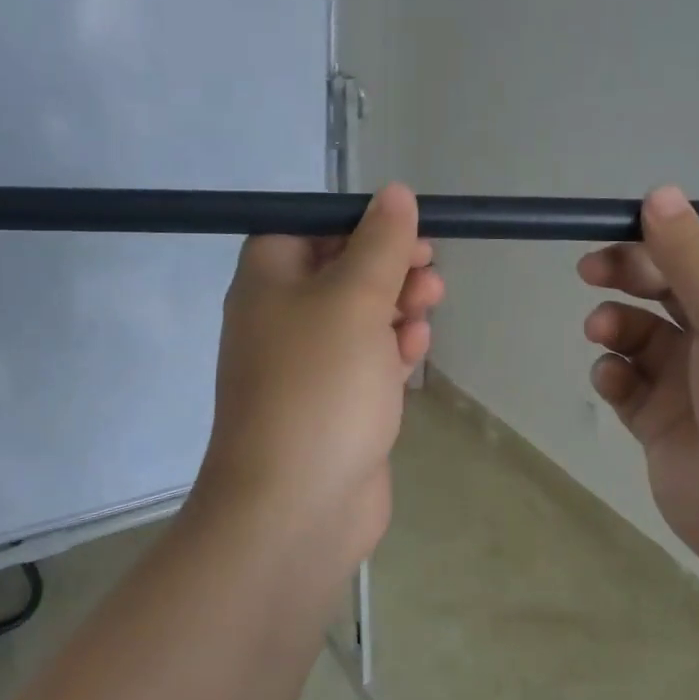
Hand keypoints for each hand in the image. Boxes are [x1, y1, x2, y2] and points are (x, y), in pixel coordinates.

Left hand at [193, 183, 443, 574]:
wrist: (296, 506)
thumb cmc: (320, 387)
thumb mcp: (354, 300)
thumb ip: (379, 244)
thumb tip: (394, 193)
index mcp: (268, 282)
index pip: (307, 229)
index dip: (357, 223)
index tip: (405, 229)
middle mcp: (280, 319)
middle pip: (339, 272)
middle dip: (388, 266)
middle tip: (429, 269)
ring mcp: (306, 368)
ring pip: (358, 319)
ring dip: (396, 306)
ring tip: (431, 303)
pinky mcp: (333, 406)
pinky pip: (364, 362)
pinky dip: (390, 350)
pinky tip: (415, 351)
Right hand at [578, 186, 698, 584]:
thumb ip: (692, 257)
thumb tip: (659, 192)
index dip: (669, 240)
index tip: (624, 232)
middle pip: (669, 289)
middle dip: (630, 276)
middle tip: (590, 271)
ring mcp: (694, 383)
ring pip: (641, 335)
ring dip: (616, 326)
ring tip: (602, 333)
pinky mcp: (663, 423)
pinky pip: (628, 384)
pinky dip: (614, 376)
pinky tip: (612, 383)